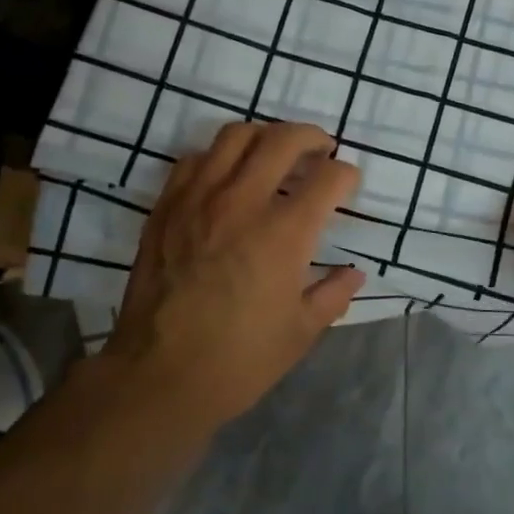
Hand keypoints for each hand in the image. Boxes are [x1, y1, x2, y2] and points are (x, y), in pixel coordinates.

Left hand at [103, 121, 364, 434]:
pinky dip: (219, 157)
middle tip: (321, 149)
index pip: (328, 178)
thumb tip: (354, 273)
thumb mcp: (301, 333)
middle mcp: (243, 202)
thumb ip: (333, 294)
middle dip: (312, 137)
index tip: (347, 184)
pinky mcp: (167, 207)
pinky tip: (227, 176)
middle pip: (283, 140)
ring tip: (274, 152)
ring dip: (264, 136)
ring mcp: (199, 199)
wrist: (158, 376)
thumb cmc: (238, 359)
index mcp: (284, 233)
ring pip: (236, 136)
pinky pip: (195, 159)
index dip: (346, 175)